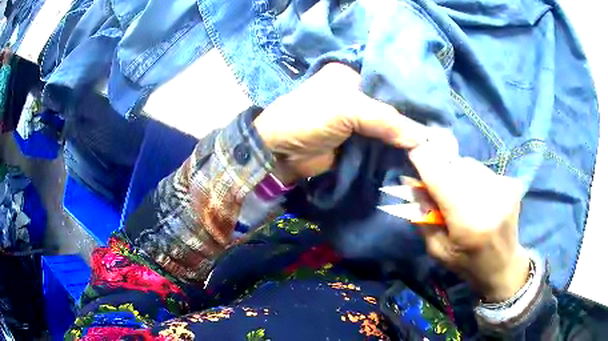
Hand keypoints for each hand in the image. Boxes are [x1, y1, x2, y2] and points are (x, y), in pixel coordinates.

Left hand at [254, 63, 429, 183]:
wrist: (280, 152)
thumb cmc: (308, 118)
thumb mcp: (347, 109)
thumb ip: (386, 120)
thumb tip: (423, 139)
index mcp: (353, 74)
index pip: (391, 80)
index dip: (412, 93)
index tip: (436, 107)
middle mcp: (358, 93)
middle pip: (392, 104)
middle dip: (412, 118)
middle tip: (440, 130)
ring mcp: (359, 118)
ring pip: (389, 126)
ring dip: (406, 136)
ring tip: (434, 145)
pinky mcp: (358, 141)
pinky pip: (382, 144)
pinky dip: (395, 150)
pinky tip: (415, 154)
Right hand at [409, 129, 529, 301]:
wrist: (503, 266)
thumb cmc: (467, 263)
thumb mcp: (437, 249)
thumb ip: (422, 215)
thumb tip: (408, 181)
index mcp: (468, 222)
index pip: (440, 178)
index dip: (423, 160)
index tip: (412, 154)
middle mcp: (489, 199)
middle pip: (455, 165)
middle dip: (441, 171)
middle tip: (439, 189)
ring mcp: (504, 189)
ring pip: (469, 164)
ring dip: (458, 173)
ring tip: (460, 196)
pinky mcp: (512, 184)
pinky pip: (483, 169)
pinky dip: (474, 177)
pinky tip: (478, 197)